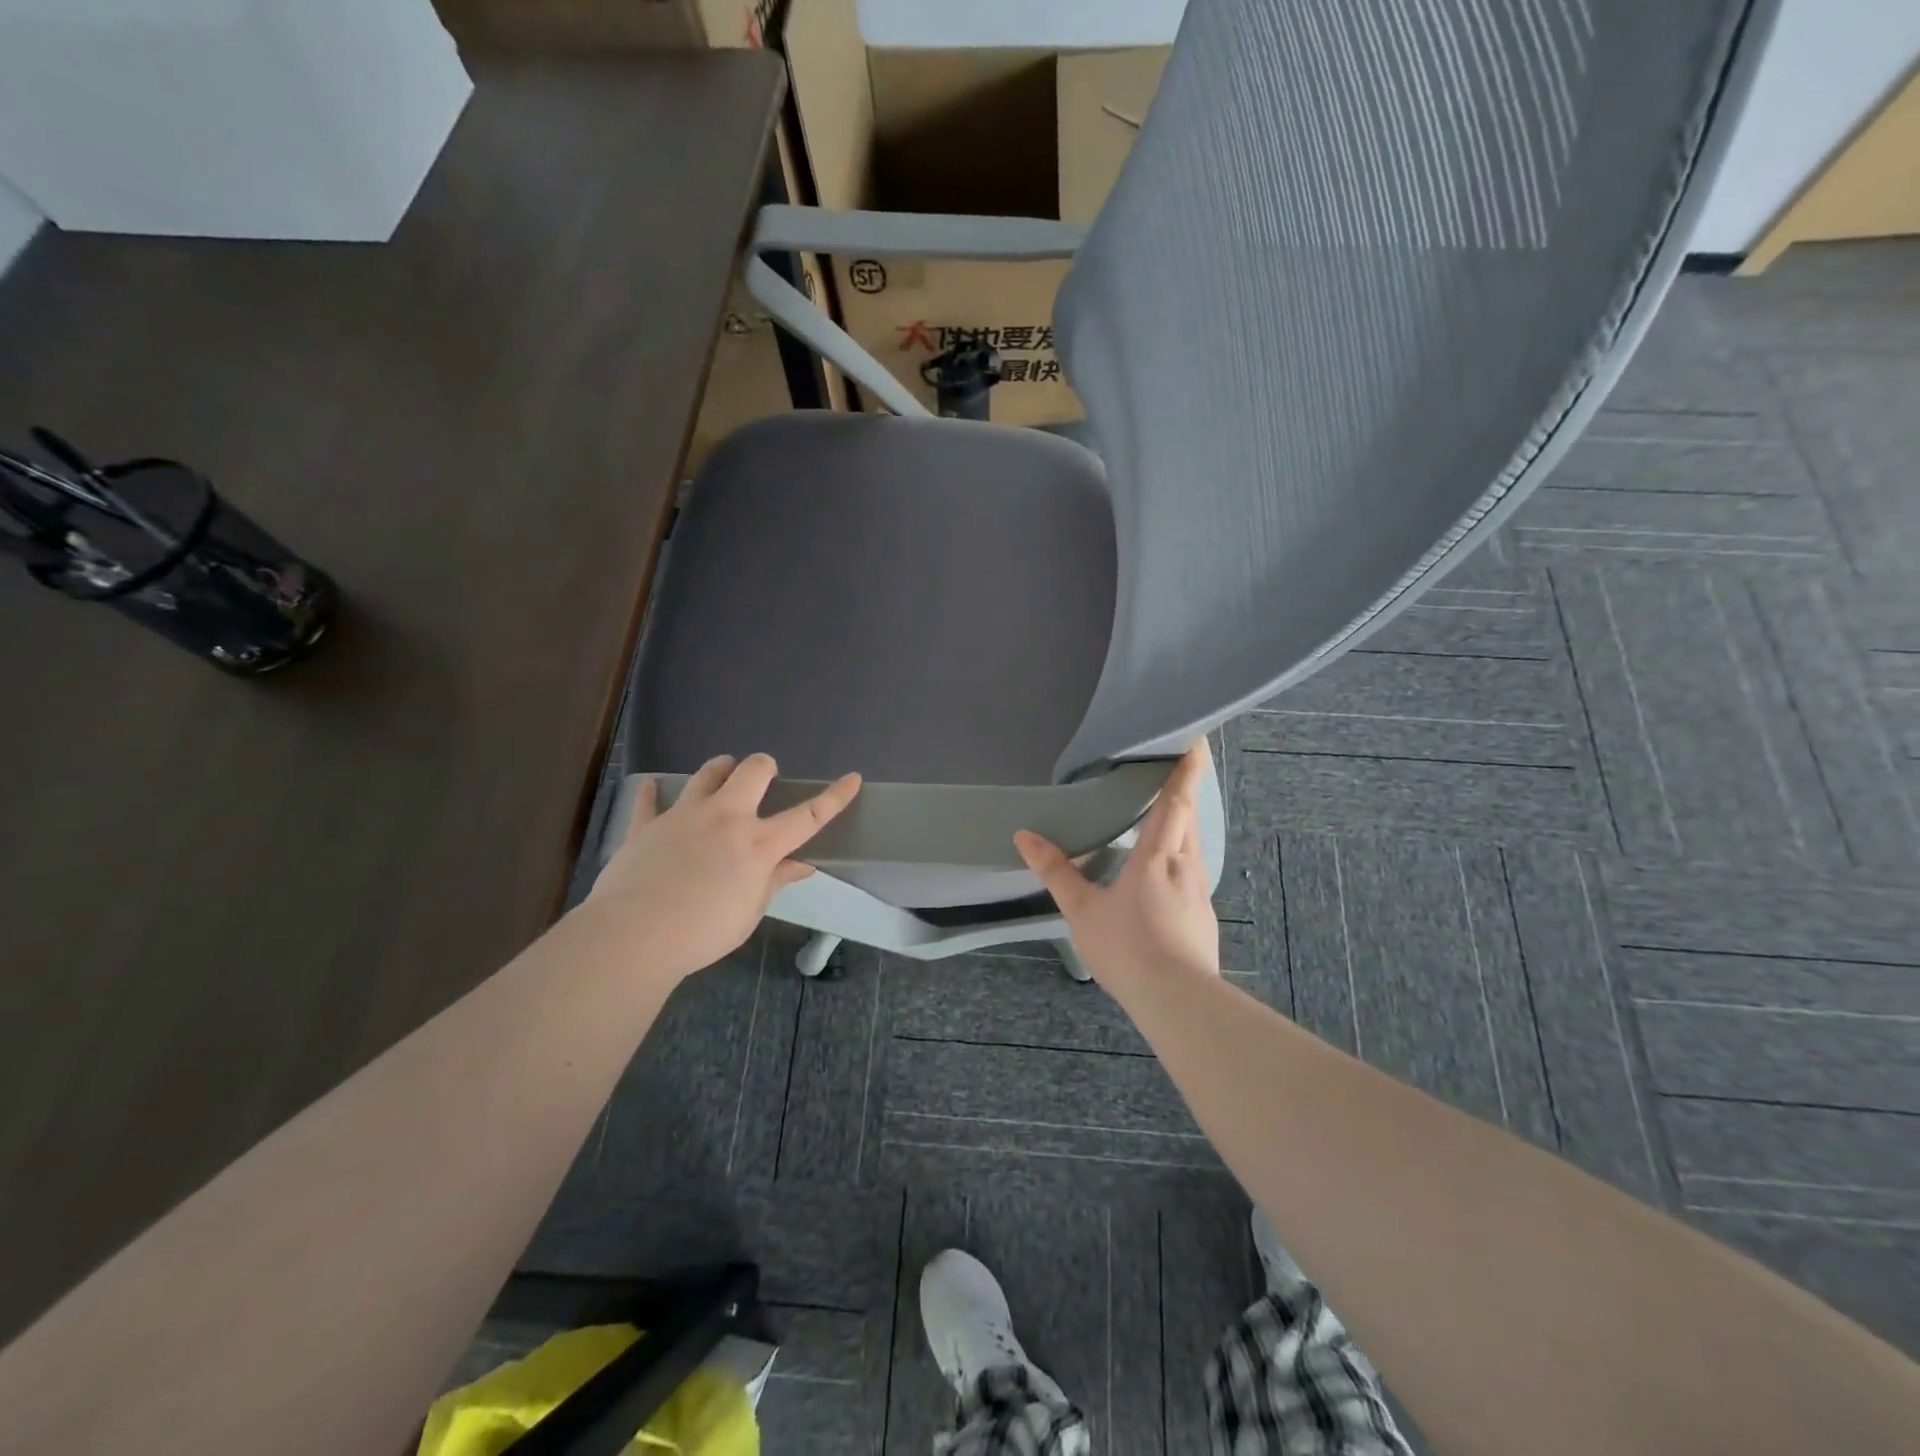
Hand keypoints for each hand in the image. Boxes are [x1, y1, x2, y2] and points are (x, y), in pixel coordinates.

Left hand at [588, 754, 859, 984]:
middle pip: (752, 772)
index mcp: (758, 844)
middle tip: (764, 777)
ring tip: (721, 772)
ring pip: (705, 775)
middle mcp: (725, 819)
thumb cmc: (703, 932)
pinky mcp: (646, 826)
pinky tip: (651, 788)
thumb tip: (801, 865)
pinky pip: (648, 801)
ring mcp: (683, 817)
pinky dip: (652, 794)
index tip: (853, 778)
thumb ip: (775, 882)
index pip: (808, 816)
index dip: (834, 797)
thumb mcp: (750, 913)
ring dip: (718, 770)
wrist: (634, 935)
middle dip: (764, 767)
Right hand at [1014, 740, 1218, 991]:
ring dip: (1183, 822)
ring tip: (1164, 816)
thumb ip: (1055, 871)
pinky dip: (1180, 856)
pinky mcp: (1203, 915)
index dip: (1186, 768)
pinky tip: (1164, 873)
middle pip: (1190, 816)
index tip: (1195, 739)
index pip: (1176, 800)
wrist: (1178, 1001)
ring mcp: (1199, 891)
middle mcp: (1185, 865)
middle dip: (1185, 788)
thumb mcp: (1081, 910)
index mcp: (1157, 855)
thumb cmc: (1127, 948)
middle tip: (1174, 767)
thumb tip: (1024, 835)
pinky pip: (1192, 871)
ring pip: (1193, 844)